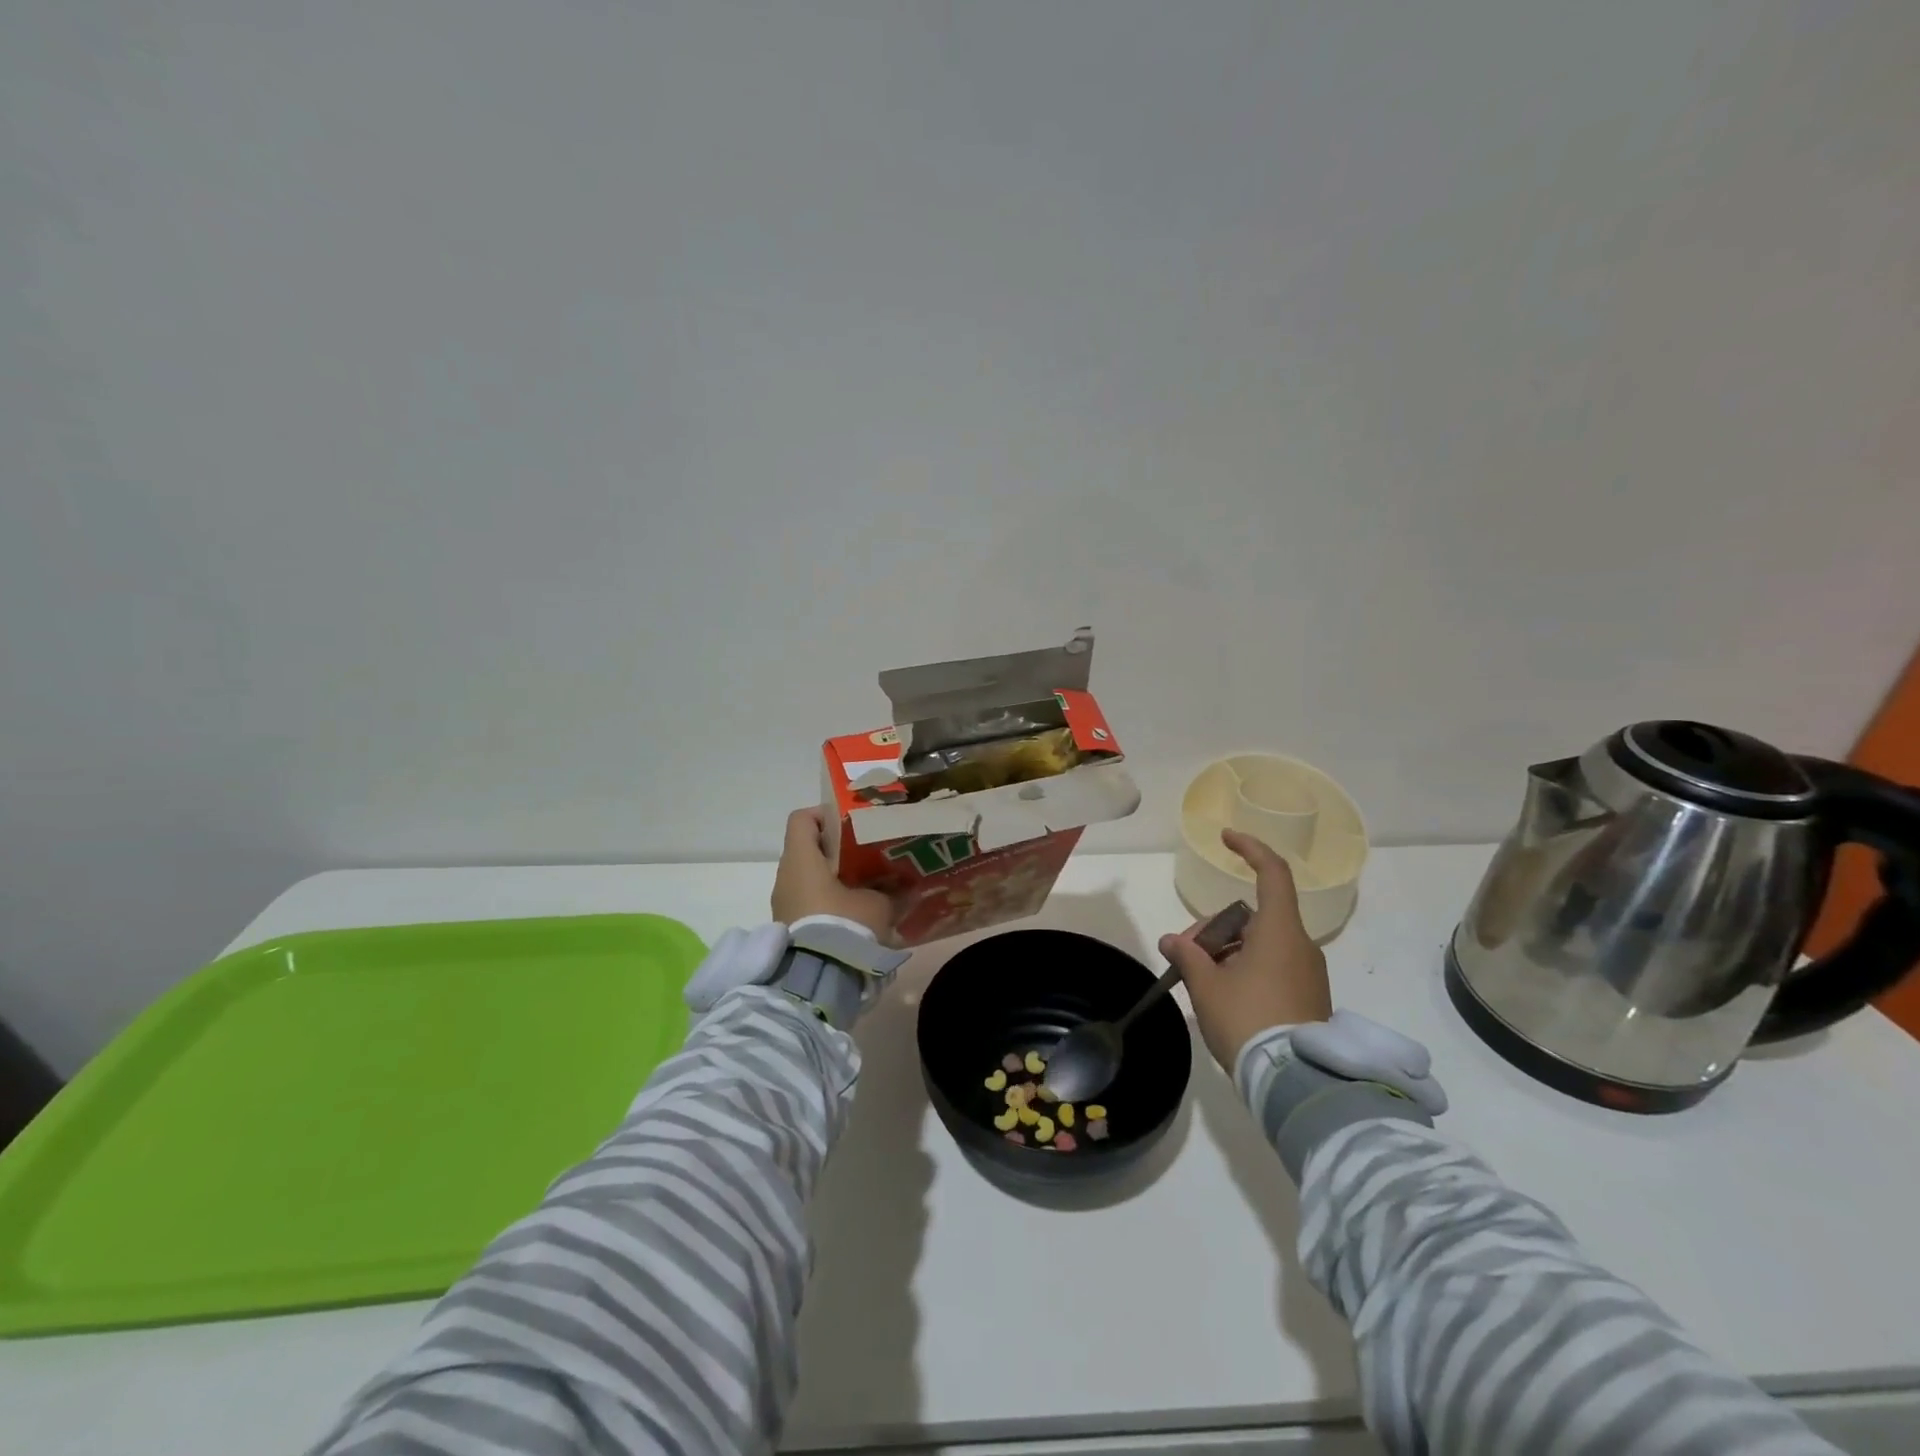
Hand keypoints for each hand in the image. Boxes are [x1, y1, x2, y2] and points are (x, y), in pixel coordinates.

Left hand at [770, 807, 894, 941]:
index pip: (802, 819)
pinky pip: (807, 901)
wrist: (815, 980)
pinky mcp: (788, 927)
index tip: (851, 824)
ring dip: (832, 877)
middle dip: (836, 849)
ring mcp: (783, 903)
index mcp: (801, 859)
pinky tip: (853, 912)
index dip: (825, 814)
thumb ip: (890, 890)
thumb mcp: (877, 905)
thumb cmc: (843, 925)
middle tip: (867, 855)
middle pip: (807, 848)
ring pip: (807, 877)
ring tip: (865, 885)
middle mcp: (785, 876)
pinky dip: (826, 900)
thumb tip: (907, 886)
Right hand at [1160, 828, 1330, 1071]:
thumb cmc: (1248, 1020)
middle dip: (1215, 927)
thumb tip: (1172, 941)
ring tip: (1199, 981)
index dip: (1250, 849)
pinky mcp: (1309, 998)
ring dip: (1227, 951)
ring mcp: (1308, 974)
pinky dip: (1245, 969)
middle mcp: (1300, 945)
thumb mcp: (1206, 986)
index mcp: (1279, 931)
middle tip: (1186, 952)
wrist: (1294, 1082)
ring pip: (1261, 944)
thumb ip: (1187, 955)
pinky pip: (1272, 967)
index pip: (1272, 873)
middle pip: (1253, 917)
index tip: (1226, 838)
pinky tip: (1223, 996)